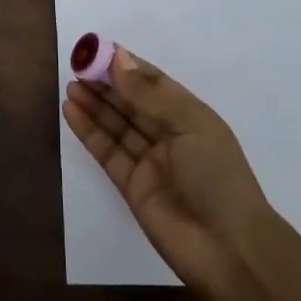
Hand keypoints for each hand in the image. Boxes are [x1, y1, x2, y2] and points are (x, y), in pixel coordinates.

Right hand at [63, 46, 273, 295]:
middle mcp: (169, 135)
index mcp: (190, 116)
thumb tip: (118, 59)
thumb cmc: (217, 176)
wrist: (229, 249)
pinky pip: (107, 151)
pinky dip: (89, 131)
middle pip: (132, 102)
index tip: (97, 50)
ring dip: (95, 104)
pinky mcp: (131, 185)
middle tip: (77, 65)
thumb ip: (148, 95)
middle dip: (106, 83)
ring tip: (71, 85)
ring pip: (117, 125)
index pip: (153, 83)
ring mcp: (149, 161)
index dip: (126, 66)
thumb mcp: (189, 125)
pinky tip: (72, 111)